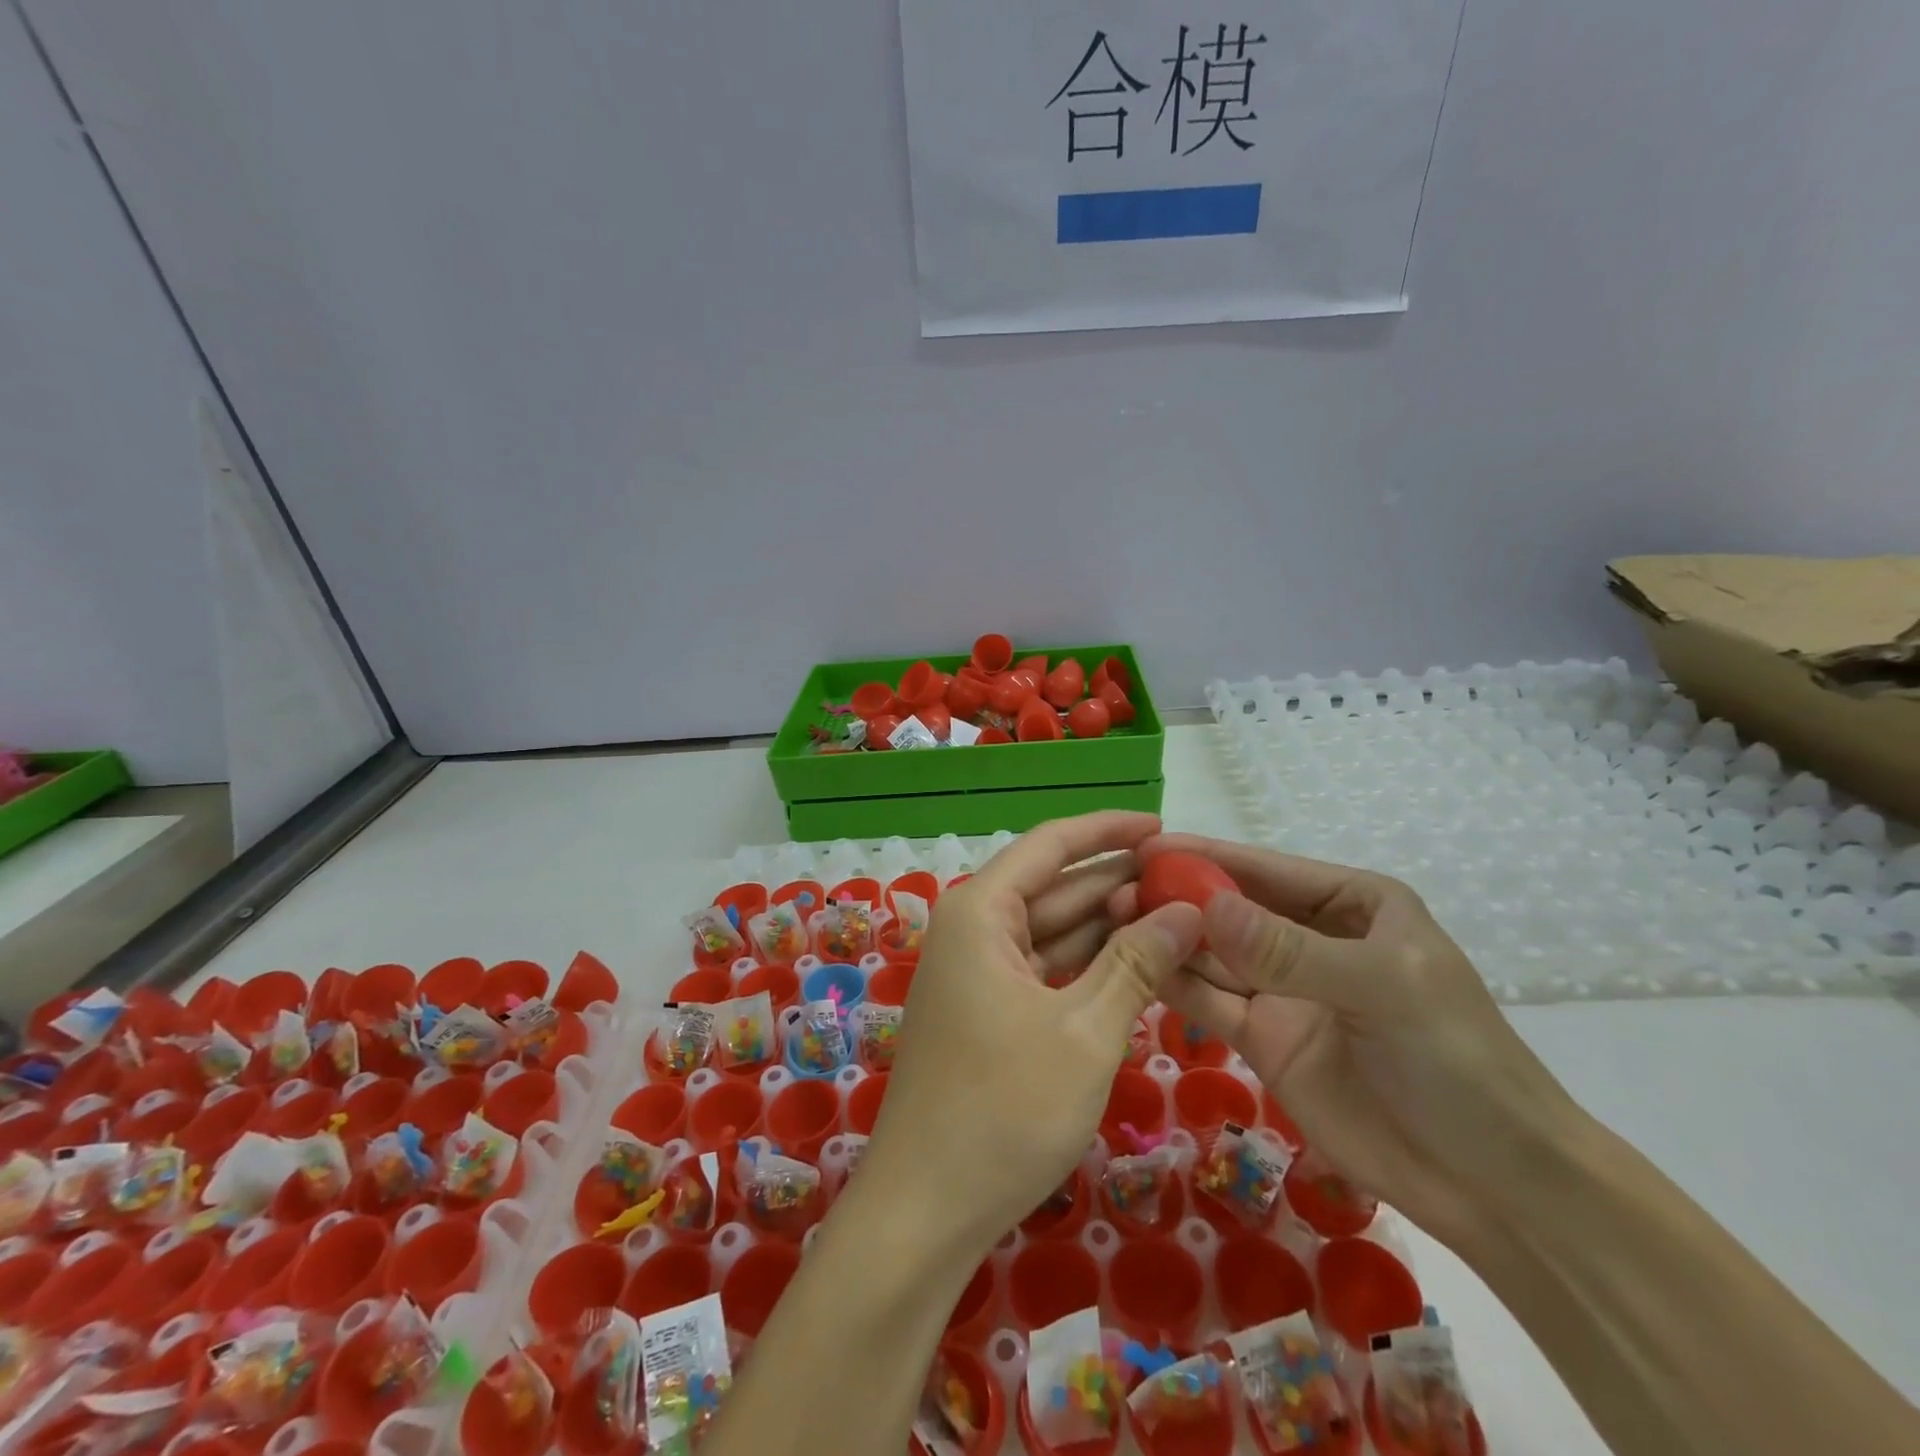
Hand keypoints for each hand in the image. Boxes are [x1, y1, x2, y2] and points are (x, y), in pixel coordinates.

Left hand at [863, 813, 1203, 1261]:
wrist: (926, 1208)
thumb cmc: (1004, 1110)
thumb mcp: (1085, 1032)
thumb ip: (1137, 963)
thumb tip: (1187, 911)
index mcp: (981, 911)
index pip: (1051, 845)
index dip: (1108, 830)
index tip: (1164, 827)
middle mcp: (973, 928)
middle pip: (1055, 886)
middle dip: (1118, 881)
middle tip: (1188, 880)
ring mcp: (978, 971)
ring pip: (1052, 930)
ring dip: (1108, 924)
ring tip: (1177, 916)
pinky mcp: (987, 1009)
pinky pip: (1044, 968)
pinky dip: (1088, 964)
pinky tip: (1138, 963)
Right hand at [1110, 834, 1583, 1245]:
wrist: (1495, 1187)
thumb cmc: (1456, 1063)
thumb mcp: (1382, 990)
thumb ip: (1289, 950)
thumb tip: (1205, 905)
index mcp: (1351, 904)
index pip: (1266, 869)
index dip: (1207, 855)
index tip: (1146, 845)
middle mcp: (1309, 937)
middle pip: (1231, 908)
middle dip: (1177, 896)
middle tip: (1115, 887)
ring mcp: (1283, 990)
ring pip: (1213, 953)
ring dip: (1169, 937)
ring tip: (1112, 922)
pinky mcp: (1264, 1039)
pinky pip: (1211, 1001)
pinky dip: (1176, 984)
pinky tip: (1137, 967)